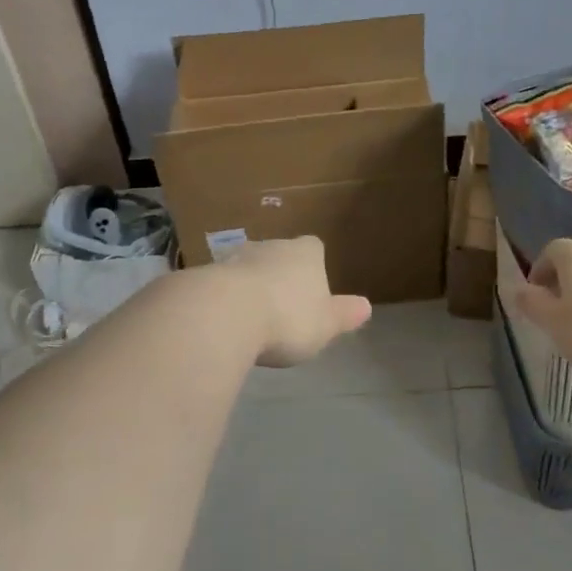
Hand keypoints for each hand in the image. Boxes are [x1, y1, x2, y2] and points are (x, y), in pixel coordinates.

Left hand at [218, 237, 371, 367]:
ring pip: (248, 267)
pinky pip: (221, 285)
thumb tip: (366, 306)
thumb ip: (344, 315)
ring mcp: (236, 257)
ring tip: (251, 318)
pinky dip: (224, 299)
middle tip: (282, 308)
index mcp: (306, 252)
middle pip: (279, 255)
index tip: (312, 290)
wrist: (225, 314)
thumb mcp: (326, 325)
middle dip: (280, 275)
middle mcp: (271, 246)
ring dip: (249, 286)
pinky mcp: (206, 274)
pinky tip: (224, 322)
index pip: (314, 248)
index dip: (313, 266)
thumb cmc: (288, 318)